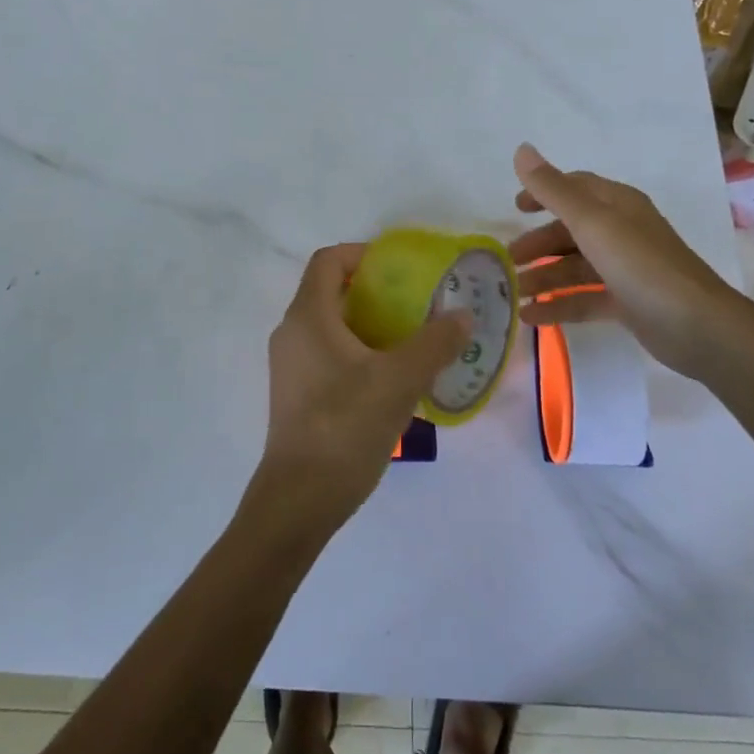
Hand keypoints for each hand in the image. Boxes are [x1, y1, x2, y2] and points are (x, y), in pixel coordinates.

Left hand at [256, 243, 471, 536]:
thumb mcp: (399, 381)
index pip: (328, 260)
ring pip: (332, 326)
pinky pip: (329, 354)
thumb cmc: (345, 426)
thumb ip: (434, 343)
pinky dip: (359, 353)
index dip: (362, 254)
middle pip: (331, 292)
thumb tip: (462, 315)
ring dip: (370, 325)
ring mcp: (291, 365)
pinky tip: (392, 379)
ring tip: (412, 341)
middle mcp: (292, 332)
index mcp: (308, 316)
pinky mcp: (297, 393)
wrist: (300, 499)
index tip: (400, 269)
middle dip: (375, 292)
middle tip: (416, 305)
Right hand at [510, 143, 753, 379]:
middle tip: (508, 259)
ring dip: (545, 277)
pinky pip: (585, 298)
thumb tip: (522, 149)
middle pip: (572, 230)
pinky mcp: (629, 303)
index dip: (544, 193)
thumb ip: (553, 190)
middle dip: (539, 243)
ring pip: (576, 267)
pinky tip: (532, 317)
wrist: (698, 327)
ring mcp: (627, 269)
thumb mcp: (591, 223)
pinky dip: (559, 305)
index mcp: (618, 205)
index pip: (576, 188)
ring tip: (514, 293)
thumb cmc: (642, 265)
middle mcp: (623, 232)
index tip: (515, 208)